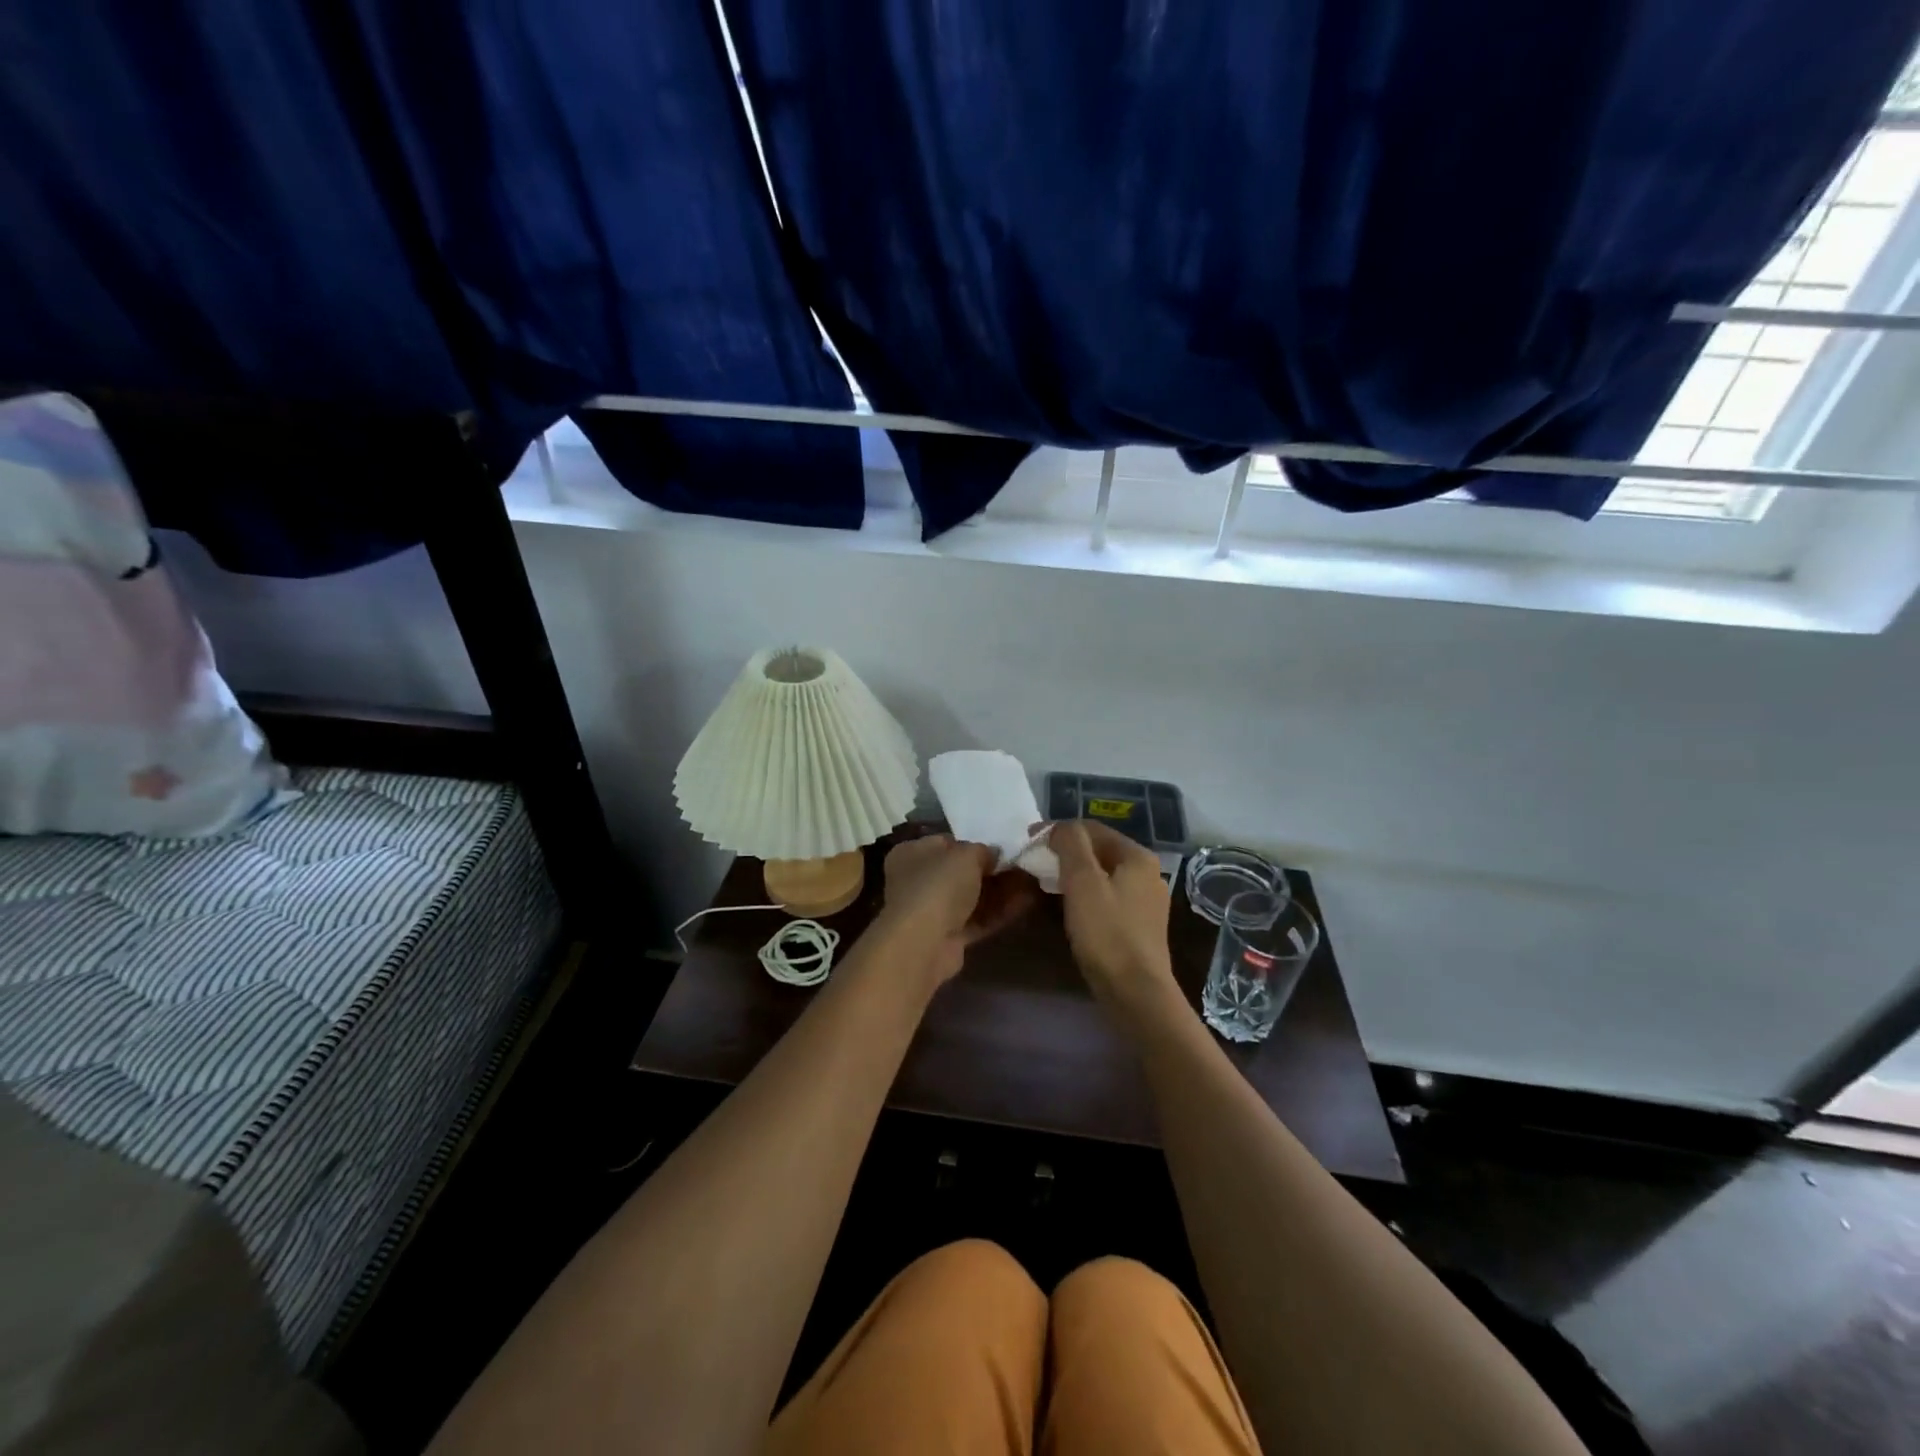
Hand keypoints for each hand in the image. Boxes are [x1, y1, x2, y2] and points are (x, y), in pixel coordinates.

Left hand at [879, 832, 1039, 984]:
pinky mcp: (947, 936)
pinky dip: (999, 912)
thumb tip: (994, 855)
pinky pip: (977, 919)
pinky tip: (1026, 902)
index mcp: (912, 853)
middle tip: (1023, 865)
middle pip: (961, 872)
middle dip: (993, 870)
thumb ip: (983, 851)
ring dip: (1001, 891)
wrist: (923, 943)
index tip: (1002, 846)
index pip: (947, 843)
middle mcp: (917, 880)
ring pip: (972, 897)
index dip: (974, 844)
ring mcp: (932, 911)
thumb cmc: (938, 885)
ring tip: (1033, 882)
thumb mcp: (966, 855)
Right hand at [1049, 820, 1179, 1023]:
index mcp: (1137, 856)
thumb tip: (1060, 827)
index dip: (1058, 830)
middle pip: (1099, 850)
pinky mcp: (1140, 925)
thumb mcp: (1082, 882)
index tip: (1029, 840)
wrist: (1136, 993)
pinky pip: (1107, 897)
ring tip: (1045, 883)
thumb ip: (1071, 845)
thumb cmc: (1107, 932)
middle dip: (1065, 852)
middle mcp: (1147, 873)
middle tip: (1034, 862)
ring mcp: (1146, 901)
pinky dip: (1085, 895)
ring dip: (1073, 874)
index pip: (1092, 828)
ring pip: (1102, 875)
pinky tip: (1068, 908)